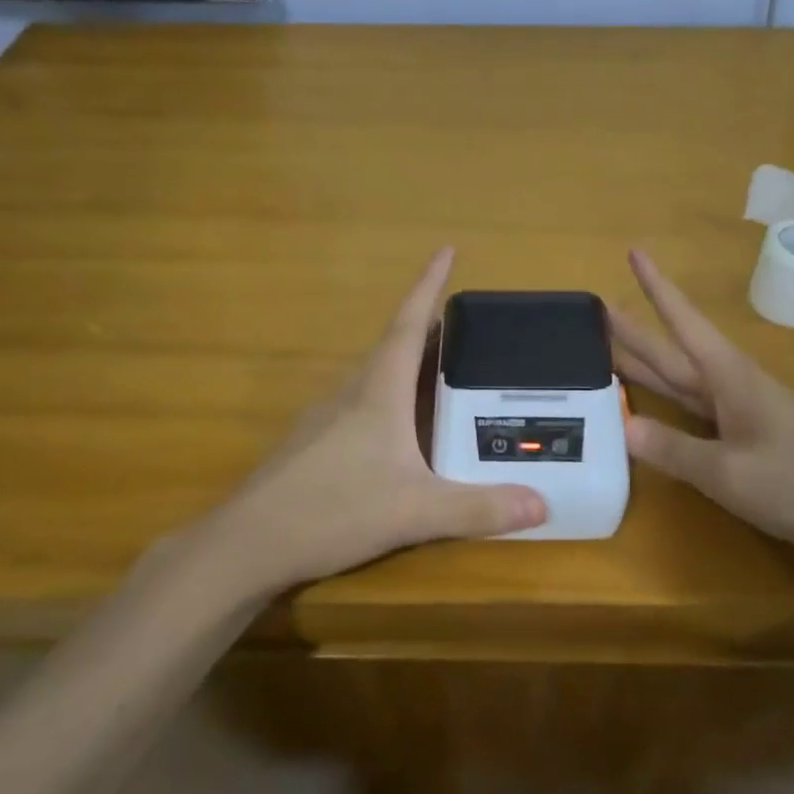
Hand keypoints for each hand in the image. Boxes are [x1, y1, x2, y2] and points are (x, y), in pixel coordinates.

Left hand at [201, 249, 546, 592]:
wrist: (249, 544)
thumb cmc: (333, 510)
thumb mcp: (415, 512)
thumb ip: (478, 508)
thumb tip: (543, 506)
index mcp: (378, 392)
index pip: (408, 325)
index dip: (428, 285)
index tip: (446, 249)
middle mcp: (350, 393)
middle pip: (393, 347)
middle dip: (429, 330)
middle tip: (466, 327)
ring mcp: (325, 418)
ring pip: (375, 378)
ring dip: (407, 365)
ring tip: (443, 372)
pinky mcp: (313, 445)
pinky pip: (361, 406)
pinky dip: (389, 400)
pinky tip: (402, 432)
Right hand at [610, 249, 793, 560]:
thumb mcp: (730, 472)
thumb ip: (675, 449)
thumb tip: (622, 426)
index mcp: (728, 378)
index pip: (682, 322)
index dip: (656, 288)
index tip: (634, 252)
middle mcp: (731, 385)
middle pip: (673, 351)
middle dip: (636, 330)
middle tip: (597, 309)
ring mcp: (741, 411)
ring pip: (681, 379)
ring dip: (646, 363)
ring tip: (609, 349)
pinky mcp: (746, 436)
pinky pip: (693, 409)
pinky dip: (666, 400)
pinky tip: (652, 405)